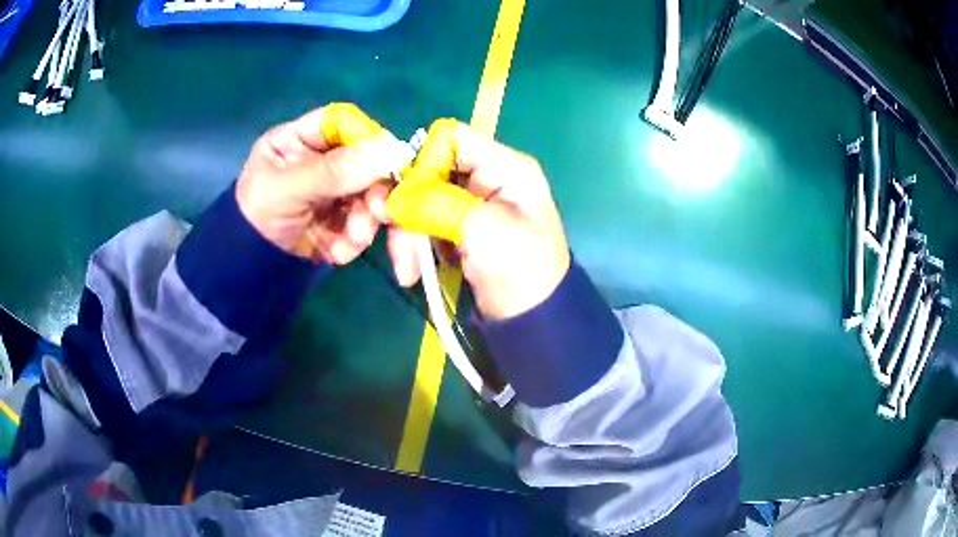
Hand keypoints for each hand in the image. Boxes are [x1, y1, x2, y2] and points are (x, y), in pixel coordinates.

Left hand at [235, 103, 412, 264]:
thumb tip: (391, 152)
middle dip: (380, 189)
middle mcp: (327, 159)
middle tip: (382, 213)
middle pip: (371, 160)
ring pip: (376, 195)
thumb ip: (333, 171)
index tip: (391, 160)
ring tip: (351, 240)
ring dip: (368, 221)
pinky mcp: (345, 219)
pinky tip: (337, 253)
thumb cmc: (256, 216)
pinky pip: (367, 225)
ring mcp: (338, 189)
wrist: (249, 268)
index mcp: (305, 139)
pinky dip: (358, 242)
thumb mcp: (287, 190)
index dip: (370, 138)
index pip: (345, 123)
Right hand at [383, 120, 570, 319]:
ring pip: (421, 201)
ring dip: (407, 234)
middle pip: (430, 171)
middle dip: (407, 206)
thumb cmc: (520, 272)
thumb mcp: (483, 231)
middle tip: (386, 233)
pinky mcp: (459, 228)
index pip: (452, 139)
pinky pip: (425, 224)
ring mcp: (472, 204)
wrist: (532, 322)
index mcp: (505, 167)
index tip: (403, 195)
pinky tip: (413, 272)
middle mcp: (488, 177)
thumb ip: (437, 204)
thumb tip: (394, 193)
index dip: (421, 160)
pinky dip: (414, 246)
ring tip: (407, 271)